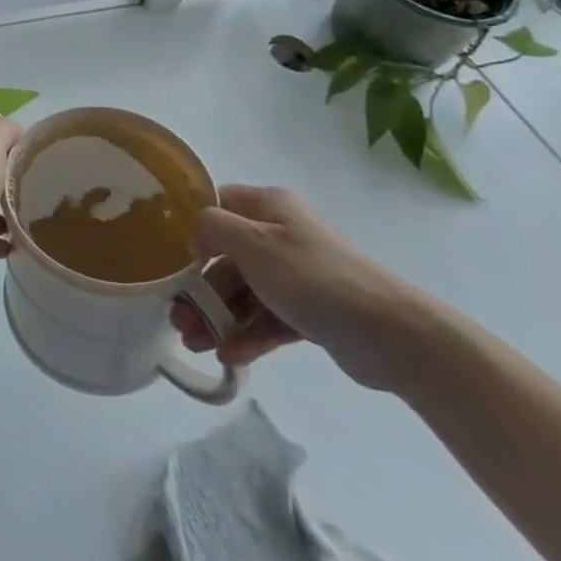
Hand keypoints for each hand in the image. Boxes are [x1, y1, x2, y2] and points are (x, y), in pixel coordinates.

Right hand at [173, 186, 439, 391]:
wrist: (389, 333)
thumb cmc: (311, 277)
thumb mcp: (252, 243)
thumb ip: (213, 228)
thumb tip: (198, 235)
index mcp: (268, 208)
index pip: (219, 204)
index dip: (193, 226)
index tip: (171, 256)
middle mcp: (280, 235)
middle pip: (227, 257)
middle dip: (200, 288)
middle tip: (177, 318)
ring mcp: (295, 275)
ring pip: (244, 292)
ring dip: (218, 317)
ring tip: (196, 344)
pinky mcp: (308, 312)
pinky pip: (267, 320)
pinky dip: (246, 335)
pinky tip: (228, 356)